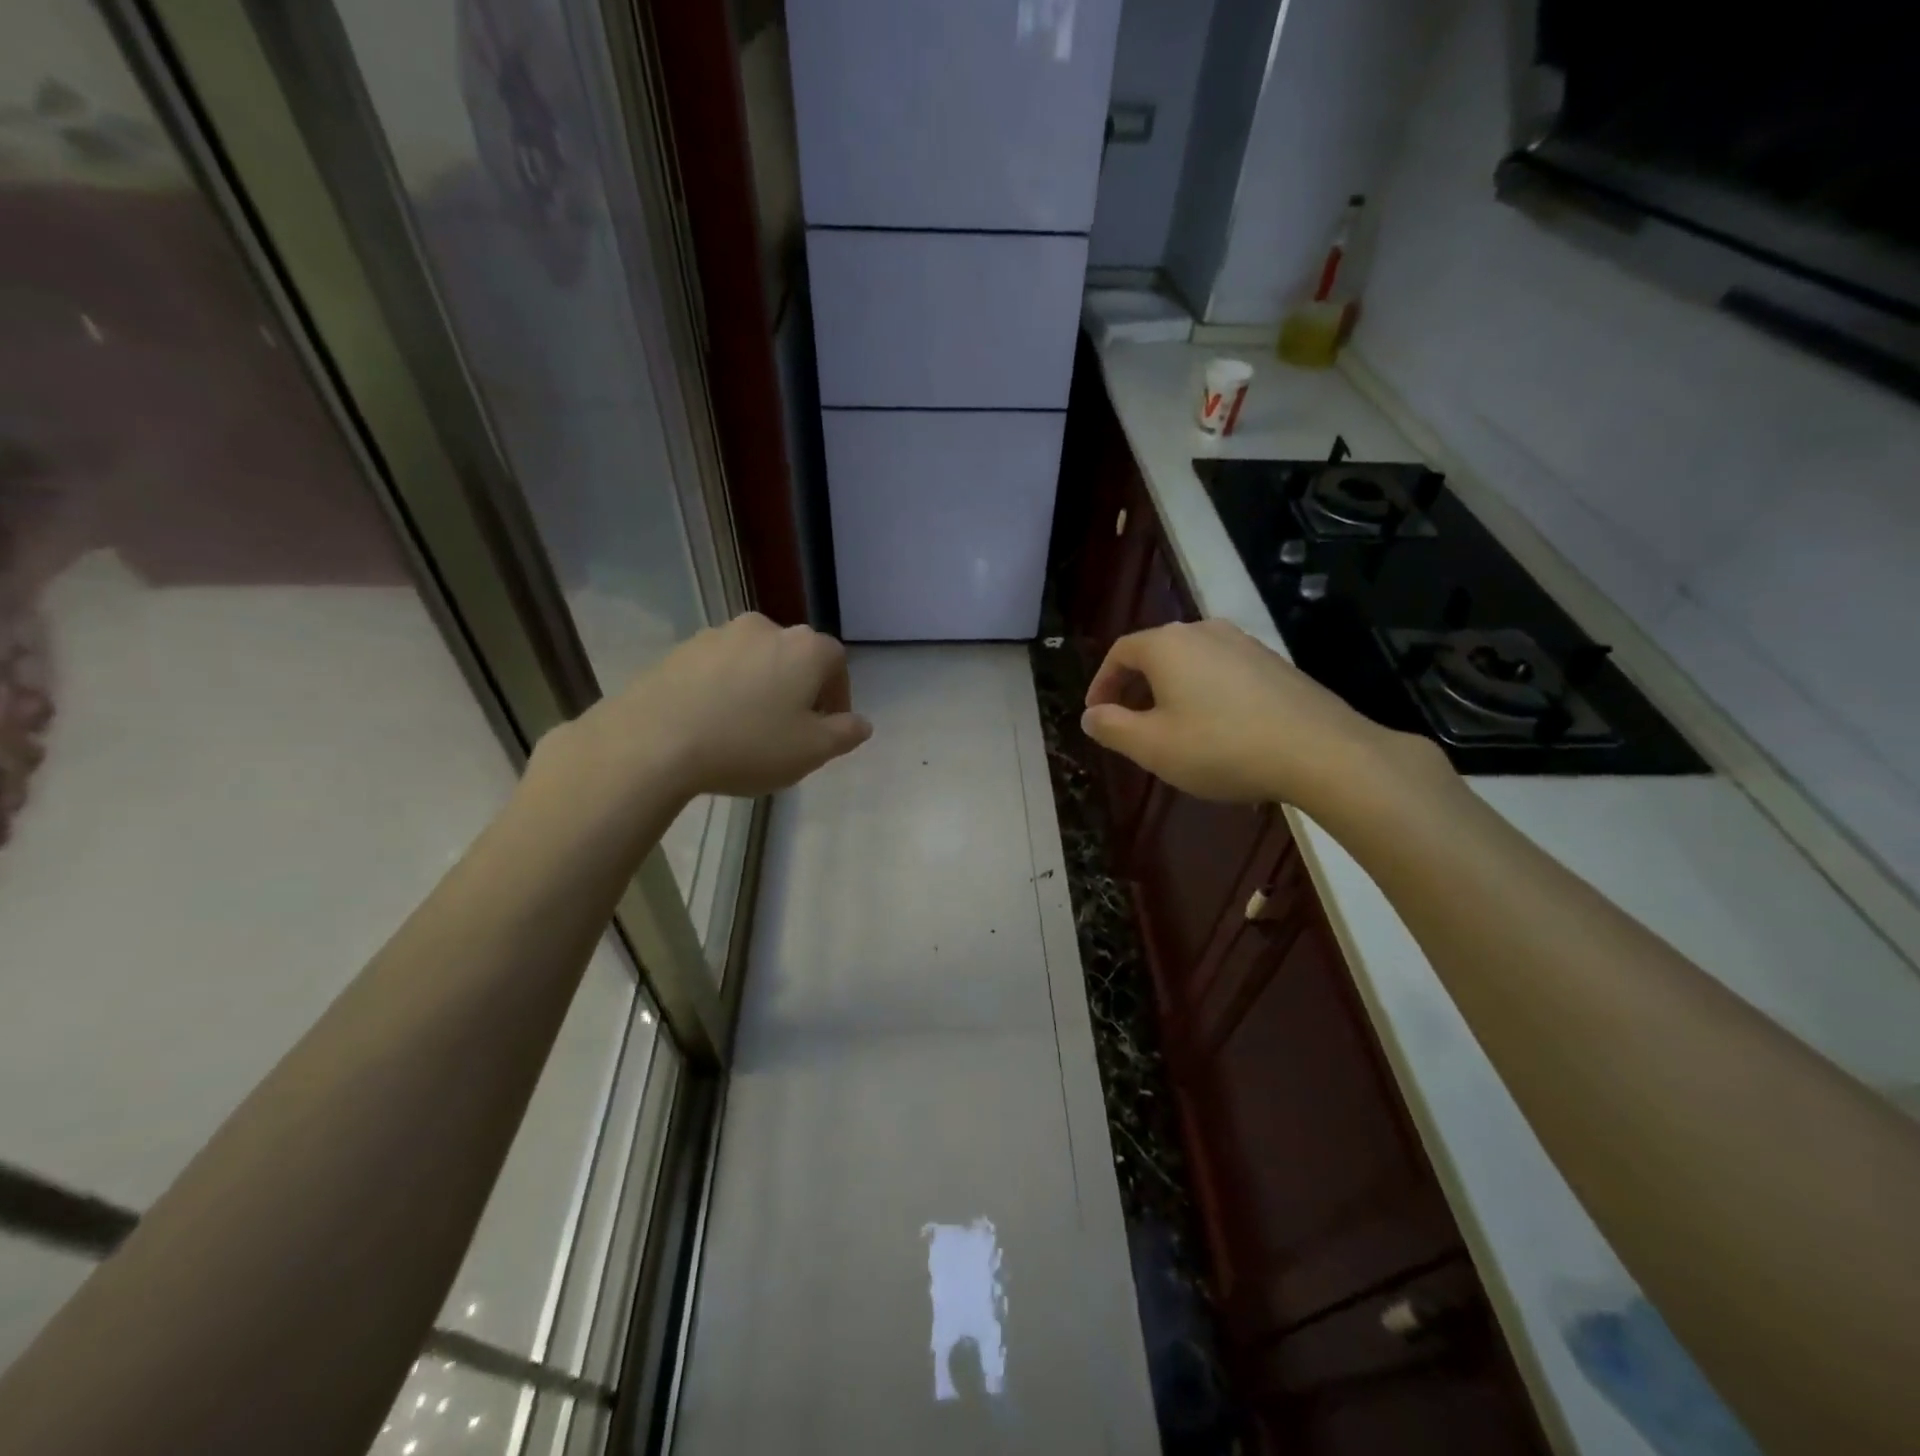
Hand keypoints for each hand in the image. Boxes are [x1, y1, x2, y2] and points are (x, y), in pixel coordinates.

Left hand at [584, 613, 872, 799]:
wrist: (654, 741)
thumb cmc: (747, 745)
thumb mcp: (811, 751)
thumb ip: (844, 734)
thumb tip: (861, 723)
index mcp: (805, 648)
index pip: (837, 662)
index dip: (837, 695)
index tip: (826, 727)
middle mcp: (765, 628)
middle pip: (795, 656)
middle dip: (798, 688)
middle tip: (789, 728)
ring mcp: (718, 634)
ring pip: (754, 660)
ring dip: (760, 685)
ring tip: (746, 726)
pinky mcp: (681, 649)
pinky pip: (717, 667)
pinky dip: (724, 687)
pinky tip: (712, 721)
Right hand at [1082, 619, 1428, 813]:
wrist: (1319, 751)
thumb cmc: (1221, 747)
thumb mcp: (1152, 746)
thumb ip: (1112, 728)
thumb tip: (1090, 715)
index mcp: (1168, 644)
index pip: (1120, 652)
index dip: (1102, 683)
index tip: (1096, 714)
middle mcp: (1204, 631)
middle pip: (1156, 652)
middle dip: (1134, 687)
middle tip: (1127, 723)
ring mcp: (1244, 643)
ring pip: (1190, 661)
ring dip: (1169, 690)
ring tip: (1169, 727)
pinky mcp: (1273, 663)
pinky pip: (1222, 671)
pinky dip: (1203, 692)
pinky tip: (1215, 727)